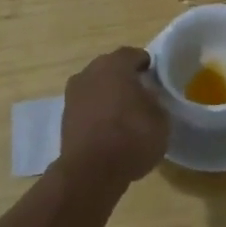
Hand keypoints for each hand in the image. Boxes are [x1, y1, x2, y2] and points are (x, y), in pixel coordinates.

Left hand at [59, 47, 169, 187]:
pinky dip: (97, 113)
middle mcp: (90, 72)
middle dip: (125, 78)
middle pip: (111, 68)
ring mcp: (73, 95)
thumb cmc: (132, 136)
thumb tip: (147, 98)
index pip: (134, 55)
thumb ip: (155, 101)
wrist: (91, 171)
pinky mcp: (64, 118)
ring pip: (96, 87)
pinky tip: (109, 129)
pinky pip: (87, 107)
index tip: (156, 78)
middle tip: (142, 95)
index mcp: (116, 64)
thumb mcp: (161, 118)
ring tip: (125, 115)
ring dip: (109, 96)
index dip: (147, 65)